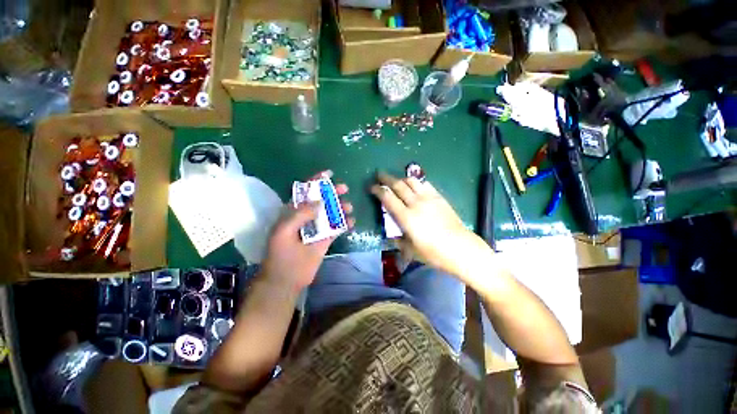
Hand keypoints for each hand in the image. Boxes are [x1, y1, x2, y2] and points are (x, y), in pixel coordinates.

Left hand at [261, 171, 353, 292]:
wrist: (286, 280)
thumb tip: (318, 200)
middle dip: (332, 193)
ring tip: (349, 207)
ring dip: (340, 208)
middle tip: (344, 188)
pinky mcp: (325, 239)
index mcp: (293, 213)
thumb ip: (299, 215)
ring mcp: (317, 228)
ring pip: (331, 213)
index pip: (305, 192)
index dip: (315, 181)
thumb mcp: (284, 232)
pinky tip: (352, 221)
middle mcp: (306, 217)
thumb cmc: (281, 255)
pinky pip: (337, 228)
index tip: (328, 174)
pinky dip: (345, 223)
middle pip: (321, 201)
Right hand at [371, 171, 488, 277]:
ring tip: (396, 180)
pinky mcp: (439, 197)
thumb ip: (398, 239)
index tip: (371, 187)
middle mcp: (416, 203)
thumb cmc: (434, 253)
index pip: (388, 198)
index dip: (378, 190)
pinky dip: (416, 182)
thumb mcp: (411, 250)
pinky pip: (425, 184)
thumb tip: (393, 233)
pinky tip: (414, 185)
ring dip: (401, 178)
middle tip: (379, 174)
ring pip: (411, 181)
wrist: (461, 248)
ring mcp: (429, 198)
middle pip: (398, 185)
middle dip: (386, 178)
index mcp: (407, 217)